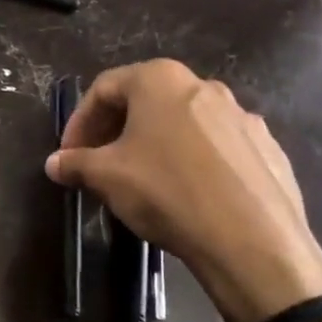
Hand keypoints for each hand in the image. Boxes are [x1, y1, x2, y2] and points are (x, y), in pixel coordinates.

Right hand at [46, 60, 321, 321]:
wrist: (253, 241)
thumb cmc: (167, 192)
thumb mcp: (107, 177)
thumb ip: (75, 163)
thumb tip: (54, 163)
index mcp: (160, 79)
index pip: (104, 88)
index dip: (80, 121)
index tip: (70, 154)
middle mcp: (203, 86)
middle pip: (146, 101)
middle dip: (116, 131)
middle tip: (100, 164)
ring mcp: (242, 116)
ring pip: (184, 123)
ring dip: (156, 144)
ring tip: (143, 180)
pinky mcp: (267, 149)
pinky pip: (218, 147)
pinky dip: (195, 161)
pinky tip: (189, 195)